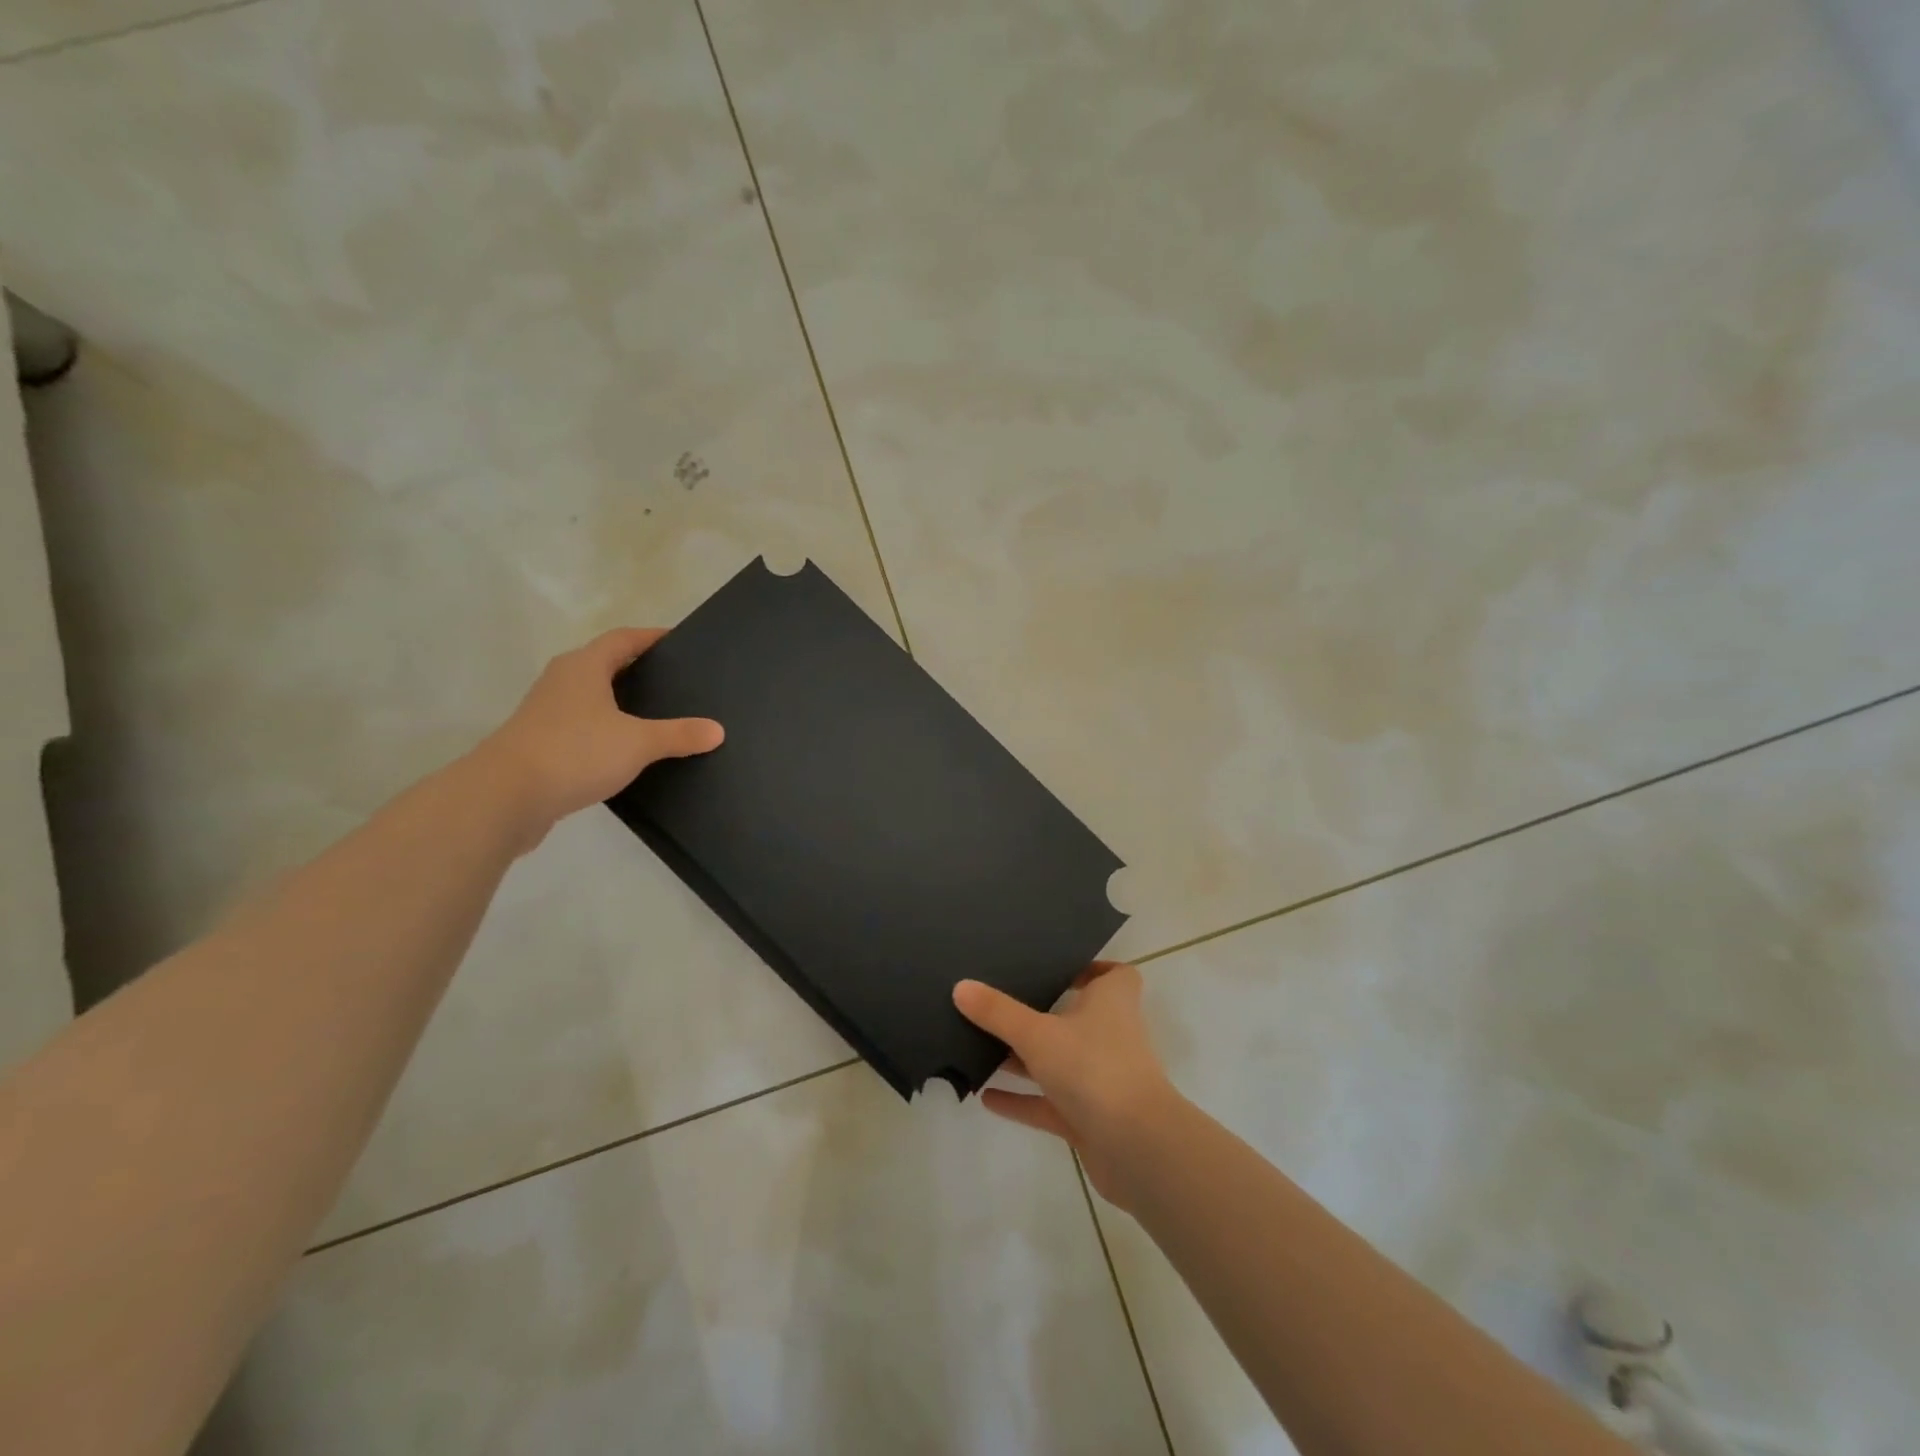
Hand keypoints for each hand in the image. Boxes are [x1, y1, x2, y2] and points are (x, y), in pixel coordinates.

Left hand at [476, 628, 722, 845]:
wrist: (505, 797)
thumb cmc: (575, 752)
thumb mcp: (638, 743)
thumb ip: (679, 735)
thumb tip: (717, 730)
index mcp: (584, 667)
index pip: (623, 638)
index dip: (651, 637)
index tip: (679, 641)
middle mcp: (562, 681)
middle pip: (604, 664)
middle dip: (637, 668)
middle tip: (674, 680)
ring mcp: (546, 712)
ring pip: (591, 696)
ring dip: (618, 701)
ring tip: (656, 715)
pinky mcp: (540, 743)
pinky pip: (581, 726)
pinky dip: (605, 730)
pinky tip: (625, 750)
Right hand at [953, 962, 1180, 1206]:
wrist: (1136, 1148)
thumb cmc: (1094, 1068)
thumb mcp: (1037, 1033)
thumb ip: (998, 1013)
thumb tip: (960, 986)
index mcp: (1111, 1002)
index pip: (1114, 975)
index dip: (1092, 969)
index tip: (1057, 968)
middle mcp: (1110, 1035)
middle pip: (1077, 1017)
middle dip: (1042, 1012)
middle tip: (1000, 1002)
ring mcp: (1101, 1079)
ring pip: (1059, 1061)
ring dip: (1025, 1059)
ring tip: (980, 1048)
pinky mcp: (1090, 1118)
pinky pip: (1049, 1103)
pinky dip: (1021, 1100)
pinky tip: (986, 1097)